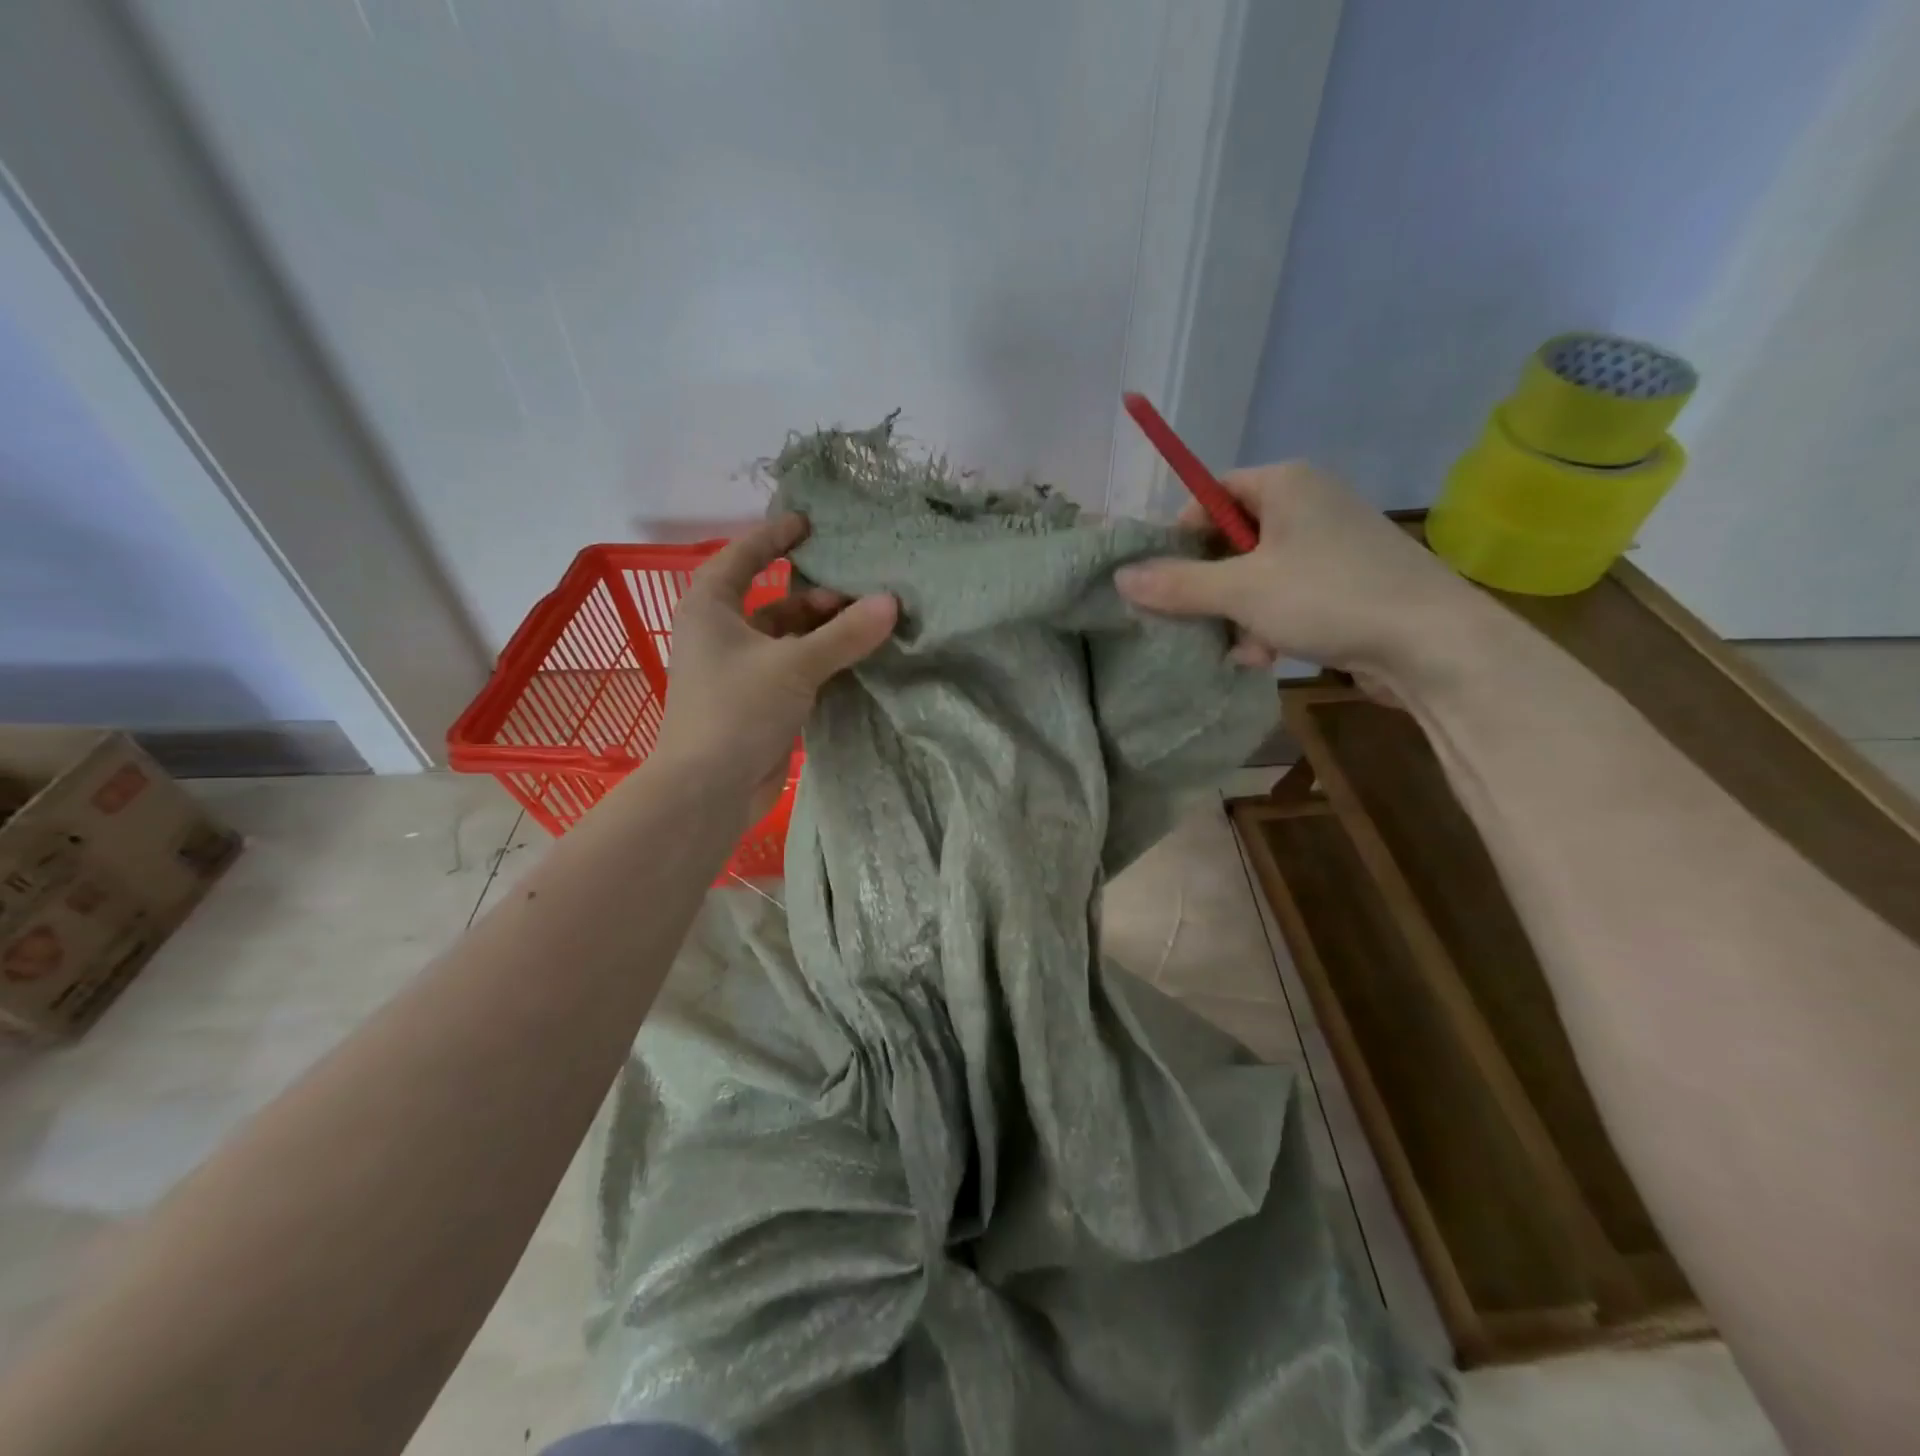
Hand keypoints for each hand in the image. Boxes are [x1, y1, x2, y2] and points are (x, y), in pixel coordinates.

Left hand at [654, 513, 897, 819]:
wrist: (708, 789)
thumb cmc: (738, 710)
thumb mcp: (794, 665)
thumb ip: (845, 634)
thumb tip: (892, 602)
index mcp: (711, 608)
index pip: (743, 557)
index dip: (774, 537)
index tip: (810, 523)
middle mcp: (723, 633)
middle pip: (776, 601)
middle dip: (818, 595)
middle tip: (865, 592)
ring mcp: (741, 671)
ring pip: (790, 638)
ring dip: (826, 632)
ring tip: (871, 625)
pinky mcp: (759, 702)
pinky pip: (796, 669)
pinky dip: (824, 662)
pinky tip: (859, 659)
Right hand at [1114, 462, 1479, 688]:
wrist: (1431, 643)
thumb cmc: (1328, 597)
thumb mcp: (1241, 591)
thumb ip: (1178, 584)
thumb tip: (1121, 577)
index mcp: (1285, 484)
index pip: (1211, 494)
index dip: (1181, 535)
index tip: (1163, 579)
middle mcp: (1309, 503)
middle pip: (1232, 540)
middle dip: (1211, 588)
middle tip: (1196, 621)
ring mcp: (1331, 544)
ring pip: (1256, 575)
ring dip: (1238, 614)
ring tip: (1242, 649)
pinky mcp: (1346, 581)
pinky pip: (1287, 595)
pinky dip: (1269, 623)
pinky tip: (1266, 656)